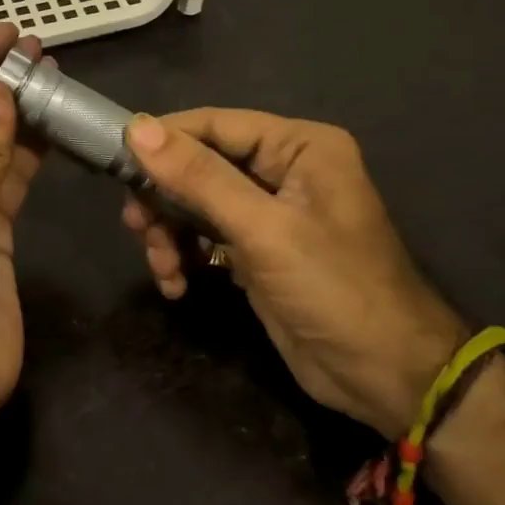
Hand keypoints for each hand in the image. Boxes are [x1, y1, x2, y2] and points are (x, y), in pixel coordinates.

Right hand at [122, 110, 466, 437]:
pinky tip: (176, 284)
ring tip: (163, 267)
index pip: (213, 124)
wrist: (388, 379)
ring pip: (193, 203)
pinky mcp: (256, 250)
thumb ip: (199, 177)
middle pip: (198, 164)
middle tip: (137, 228)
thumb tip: (136, 129)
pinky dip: (183, 256)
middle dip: (164, 198)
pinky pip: (203, 237)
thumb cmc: (334, 289)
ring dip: (169, 233)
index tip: (115, 165)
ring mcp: (268, 212)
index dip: (163, 141)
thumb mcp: (263, 229)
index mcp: (297, 146)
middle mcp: (282, 169)